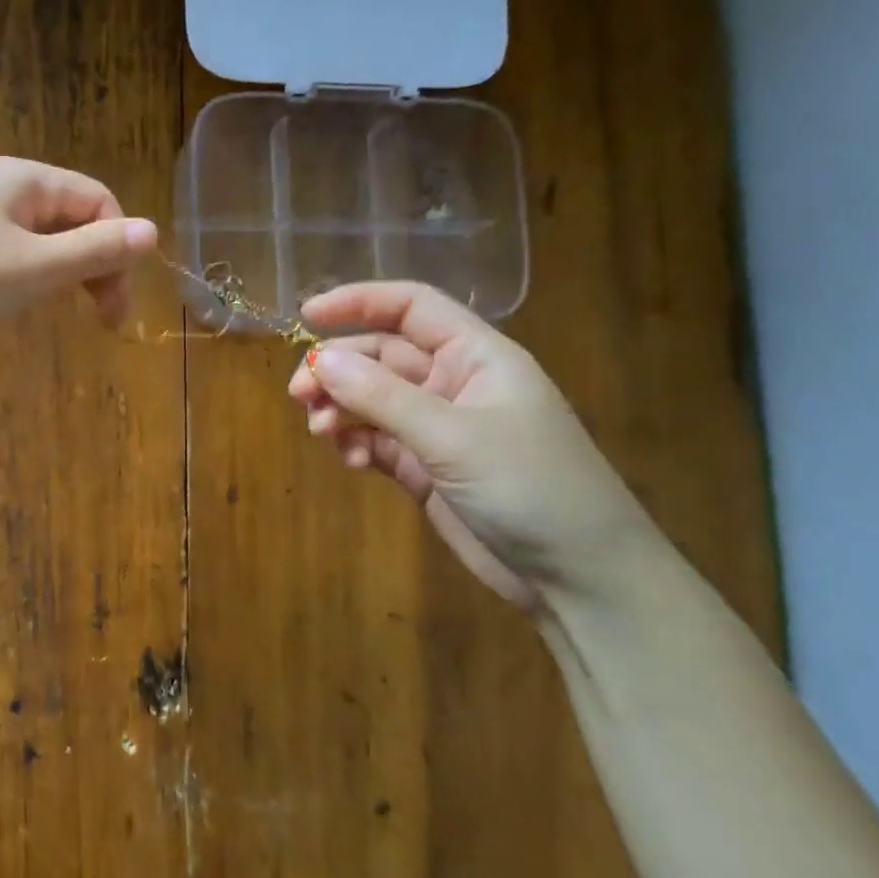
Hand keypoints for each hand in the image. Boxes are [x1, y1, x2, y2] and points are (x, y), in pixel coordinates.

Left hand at [0, 157, 157, 355]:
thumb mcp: (35, 268)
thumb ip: (95, 251)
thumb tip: (153, 231)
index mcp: (24, 178)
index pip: (98, 201)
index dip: (119, 249)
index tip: (117, 307)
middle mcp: (1, 188)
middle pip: (72, 218)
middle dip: (96, 265)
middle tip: (105, 321)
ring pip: (43, 240)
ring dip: (65, 275)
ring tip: (64, 312)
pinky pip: (12, 255)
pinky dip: (31, 279)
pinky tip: (23, 304)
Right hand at [286, 282, 655, 609]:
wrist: (579, 575)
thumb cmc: (530, 486)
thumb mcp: (452, 435)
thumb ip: (381, 396)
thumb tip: (319, 360)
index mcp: (476, 356)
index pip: (412, 308)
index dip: (360, 302)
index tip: (307, 315)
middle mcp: (455, 383)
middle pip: (381, 356)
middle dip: (338, 368)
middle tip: (299, 395)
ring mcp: (439, 427)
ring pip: (372, 400)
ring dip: (341, 409)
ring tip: (321, 432)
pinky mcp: (426, 467)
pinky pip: (377, 440)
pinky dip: (357, 444)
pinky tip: (352, 463)